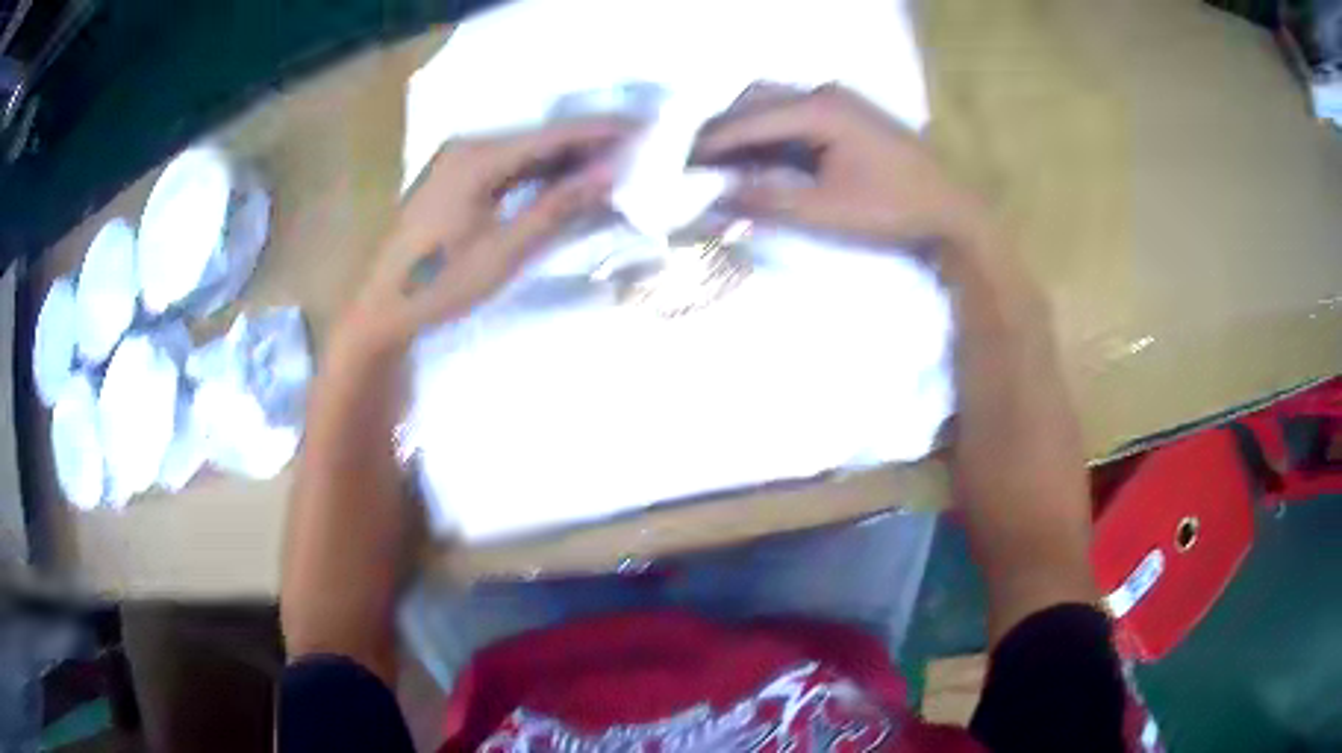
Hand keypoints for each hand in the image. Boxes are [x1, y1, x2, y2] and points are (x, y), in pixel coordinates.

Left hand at [338, 118, 633, 354]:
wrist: (383, 310)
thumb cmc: (440, 285)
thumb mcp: (504, 251)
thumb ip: (557, 208)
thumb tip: (609, 174)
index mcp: (476, 158)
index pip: (552, 136)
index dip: (599, 132)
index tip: (643, 129)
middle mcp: (466, 147)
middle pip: (538, 138)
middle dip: (587, 143)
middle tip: (634, 148)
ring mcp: (456, 162)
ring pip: (523, 152)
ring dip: (564, 158)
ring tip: (610, 163)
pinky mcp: (452, 180)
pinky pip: (506, 166)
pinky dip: (537, 173)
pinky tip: (563, 179)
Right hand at [694, 83, 987, 248]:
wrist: (949, 210)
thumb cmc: (892, 210)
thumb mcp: (827, 211)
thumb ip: (770, 200)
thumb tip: (718, 196)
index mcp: (820, 110)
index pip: (750, 119)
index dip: (712, 141)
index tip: (681, 162)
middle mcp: (825, 93)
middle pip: (757, 98)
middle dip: (724, 127)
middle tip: (697, 160)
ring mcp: (839, 100)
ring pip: (775, 101)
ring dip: (746, 126)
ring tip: (722, 158)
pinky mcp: (847, 113)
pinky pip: (795, 112)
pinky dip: (770, 129)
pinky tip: (759, 152)